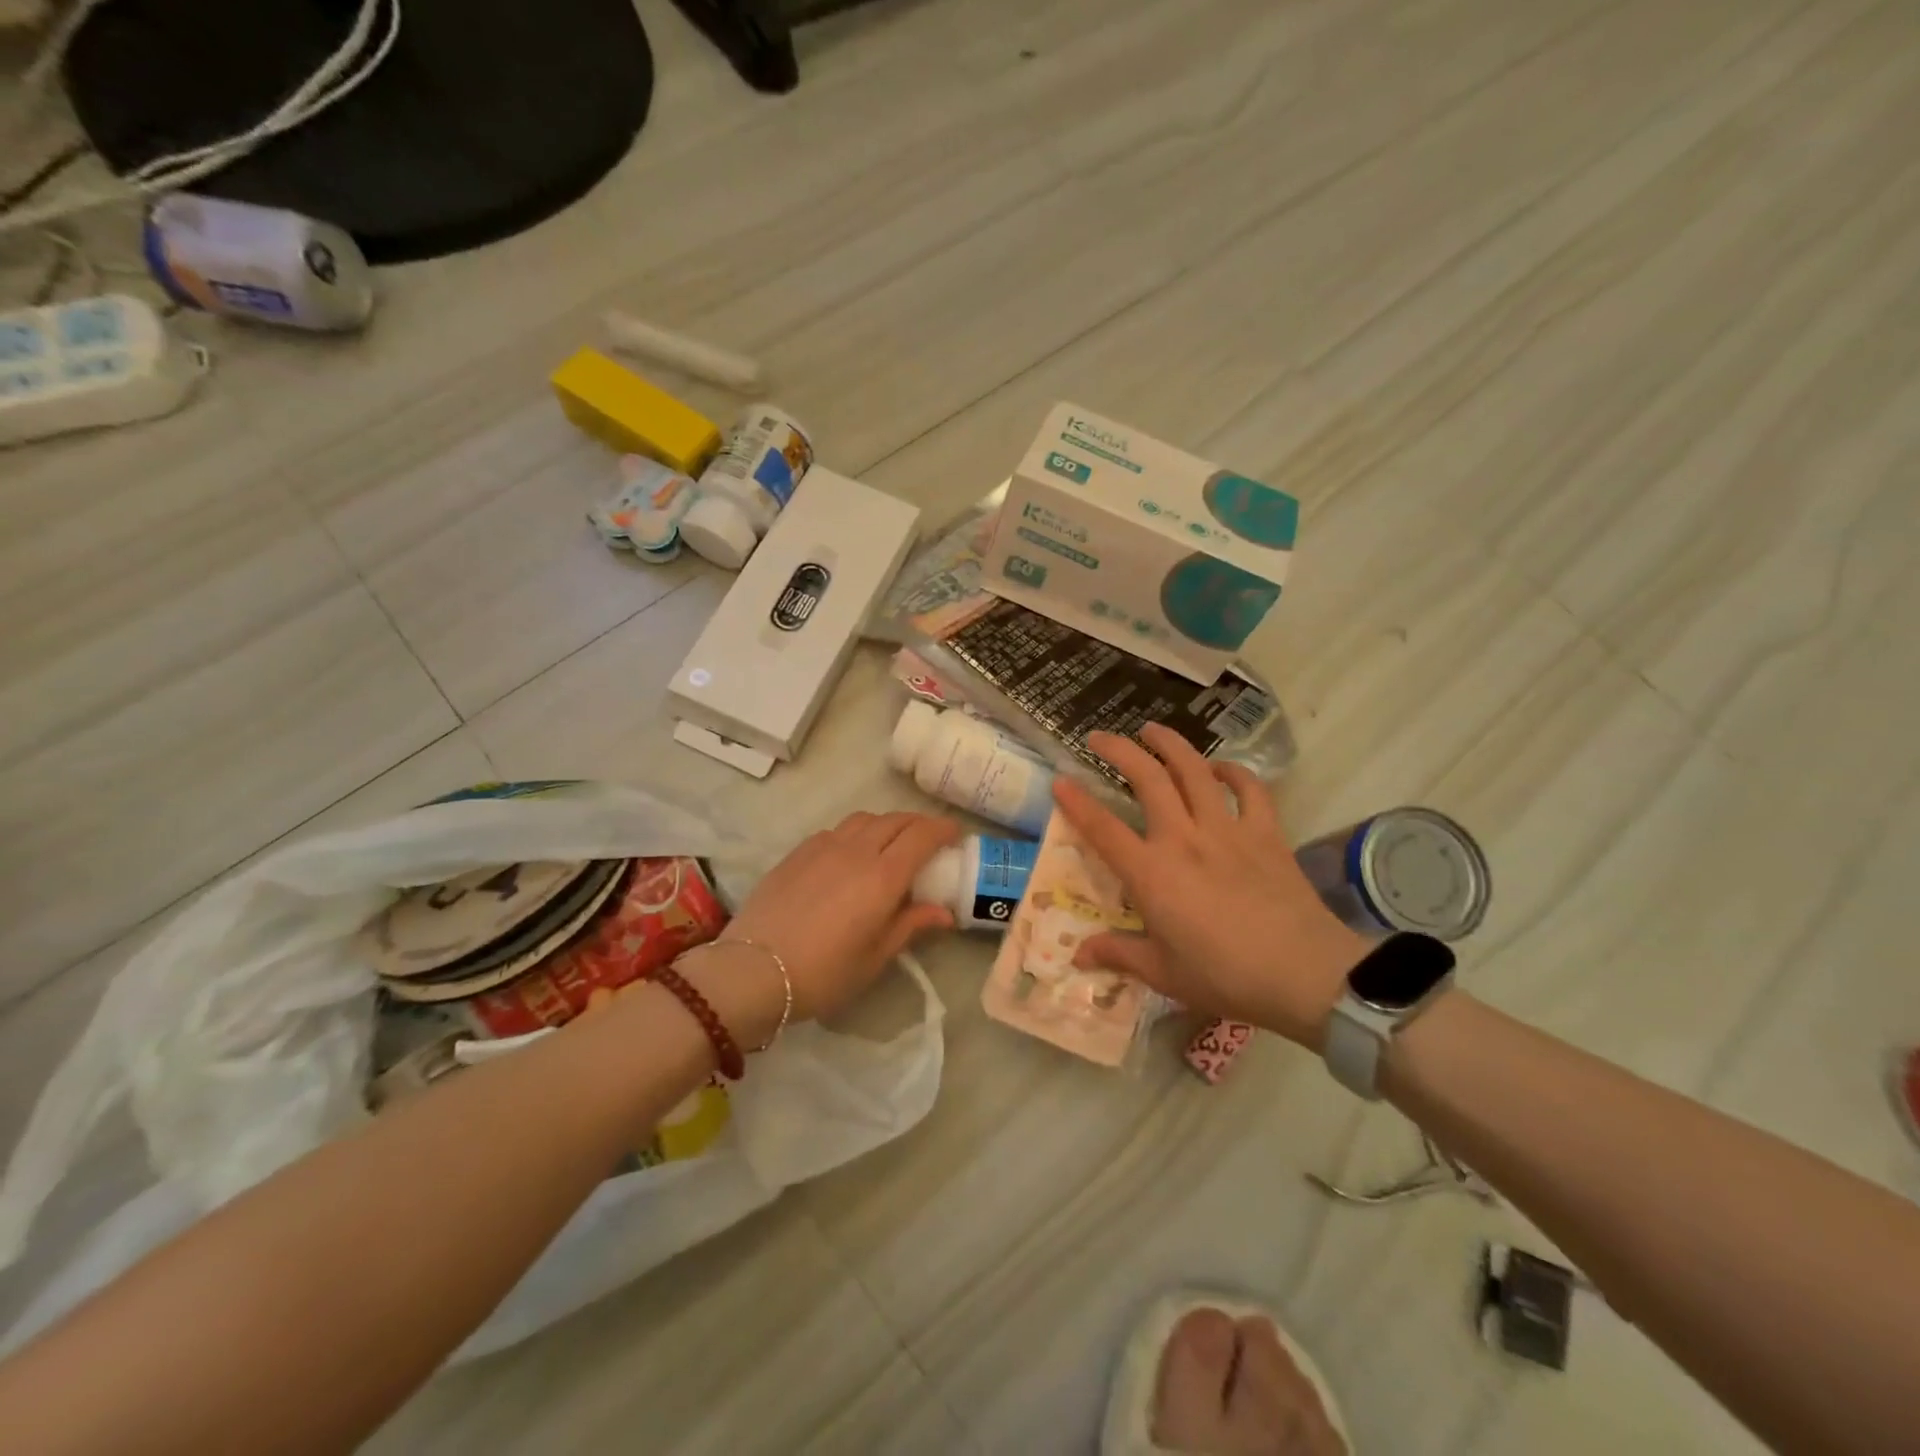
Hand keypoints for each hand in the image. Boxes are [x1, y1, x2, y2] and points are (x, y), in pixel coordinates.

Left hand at [693, 811, 960, 1037]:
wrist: (753, 970)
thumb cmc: (824, 972)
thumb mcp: (875, 957)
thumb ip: (910, 925)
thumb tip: (944, 913)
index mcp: (883, 876)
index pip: (922, 836)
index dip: (943, 829)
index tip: (956, 833)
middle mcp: (857, 851)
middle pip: (895, 821)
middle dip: (918, 824)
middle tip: (929, 838)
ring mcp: (823, 847)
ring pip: (864, 819)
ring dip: (886, 824)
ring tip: (890, 842)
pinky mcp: (797, 852)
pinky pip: (835, 830)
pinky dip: (855, 833)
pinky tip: (850, 854)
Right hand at [1051, 725, 1367, 1047]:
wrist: (1305, 974)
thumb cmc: (1226, 977)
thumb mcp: (1164, 973)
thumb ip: (1118, 954)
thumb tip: (1078, 955)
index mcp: (1151, 874)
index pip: (1103, 829)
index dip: (1077, 802)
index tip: (1059, 780)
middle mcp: (1183, 839)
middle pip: (1147, 779)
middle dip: (1119, 750)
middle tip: (1100, 736)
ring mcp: (1226, 830)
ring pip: (1194, 770)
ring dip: (1170, 744)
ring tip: (1153, 730)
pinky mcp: (1265, 832)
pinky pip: (1250, 789)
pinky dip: (1234, 772)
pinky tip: (1221, 768)